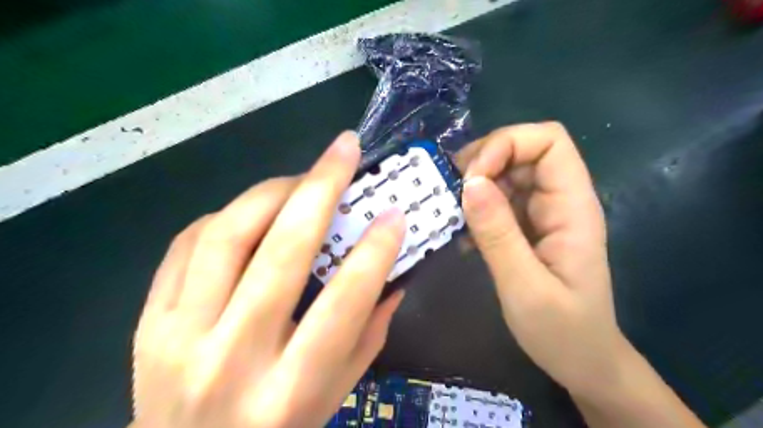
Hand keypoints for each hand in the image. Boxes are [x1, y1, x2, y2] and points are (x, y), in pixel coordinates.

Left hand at [131, 131, 404, 427]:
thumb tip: (392, 274)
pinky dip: (228, 215)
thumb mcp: (337, 392)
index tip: (394, 213)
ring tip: (301, 178)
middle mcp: (232, 359)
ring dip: (272, 192)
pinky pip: (187, 244)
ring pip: (227, 235)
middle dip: (321, 188)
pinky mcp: (148, 321)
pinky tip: (255, 210)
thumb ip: (369, 332)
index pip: (342, 304)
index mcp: (290, 390)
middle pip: (281, 254)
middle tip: (344, 149)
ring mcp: (179, 336)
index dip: (374, 251)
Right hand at [456, 121, 622, 400]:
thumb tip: (469, 183)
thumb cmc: (562, 331)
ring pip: (506, 173)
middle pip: (523, 150)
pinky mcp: (527, 227)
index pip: (548, 141)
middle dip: (483, 161)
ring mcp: (542, 213)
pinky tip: (465, 235)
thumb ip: (498, 234)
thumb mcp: (524, 286)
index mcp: (572, 207)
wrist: (581, 361)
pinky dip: (476, 208)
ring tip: (452, 214)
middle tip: (452, 193)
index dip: (507, 144)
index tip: (472, 177)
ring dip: (475, 185)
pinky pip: (498, 200)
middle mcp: (559, 200)